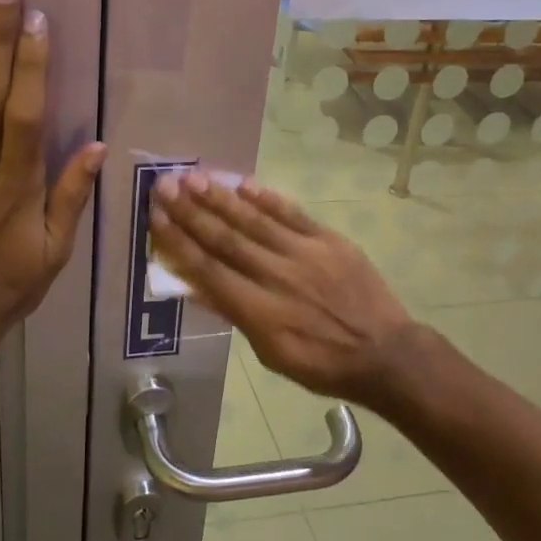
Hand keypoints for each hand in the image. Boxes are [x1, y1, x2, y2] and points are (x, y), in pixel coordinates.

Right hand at [149, 173, 417, 406]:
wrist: (385, 353)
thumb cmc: (321, 363)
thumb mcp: (270, 353)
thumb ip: (234, 314)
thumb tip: (195, 286)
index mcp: (259, 311)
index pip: (208, 269)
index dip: (178, 241)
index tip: (156, 216)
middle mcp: (277, 276)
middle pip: (226, 238)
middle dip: (191, 211)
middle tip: (164, 186)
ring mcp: (305, 254)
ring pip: (254, 220)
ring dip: (220, 197)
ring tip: (193, 177)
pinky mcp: (328, 240)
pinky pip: (292, 214)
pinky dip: (266, 198)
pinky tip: (243, 183)